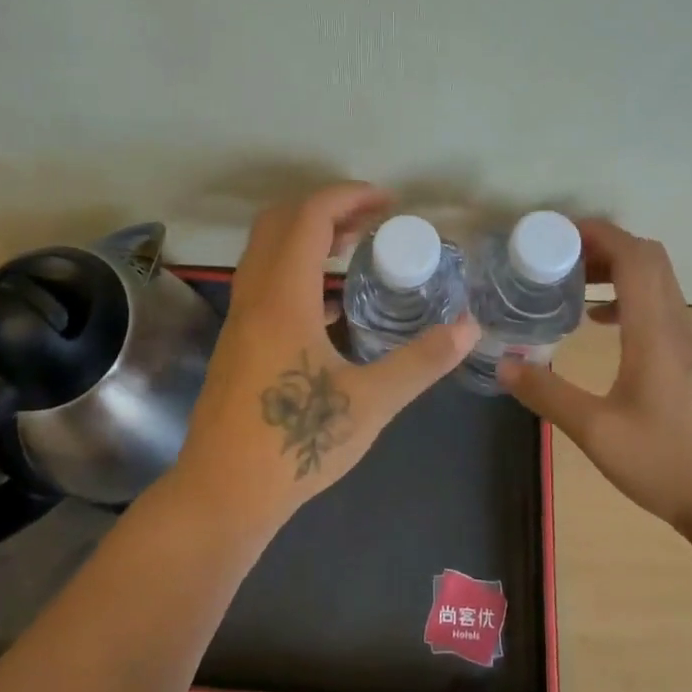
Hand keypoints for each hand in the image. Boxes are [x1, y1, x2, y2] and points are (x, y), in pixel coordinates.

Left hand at [174, 183, 478, 530]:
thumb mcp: (370, 403)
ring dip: (307, 239)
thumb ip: (421, 361)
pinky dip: (296, 272)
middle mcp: (254, 297)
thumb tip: (469, 328)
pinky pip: (264, 284)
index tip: (388, 201)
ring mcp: (239, 320)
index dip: (348, 197)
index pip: (308, 217)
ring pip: (266, 253)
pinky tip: (331, 308)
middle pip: (279, 223)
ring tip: (355, 253)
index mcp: (282, 298)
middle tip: (372, 222)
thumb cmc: (295, 444)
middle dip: (326, 209)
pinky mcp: (236, 343)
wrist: (222, 494)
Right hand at [497, 220, 691, 542]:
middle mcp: (675, 327)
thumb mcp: (595, 432)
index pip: (635, 258)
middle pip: (648, 259)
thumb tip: (503, 365)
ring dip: (615, 268)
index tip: (556, 234)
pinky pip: (657, 306)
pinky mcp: (687, 360)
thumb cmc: (665, 463)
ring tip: (571, 281)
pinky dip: (625, 296)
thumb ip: (547, 394)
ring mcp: (686, 343)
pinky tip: (597, 322)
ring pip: (656, 281)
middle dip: (603, 245)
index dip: (598, 234)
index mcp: (655, 333)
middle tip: (558, 255)